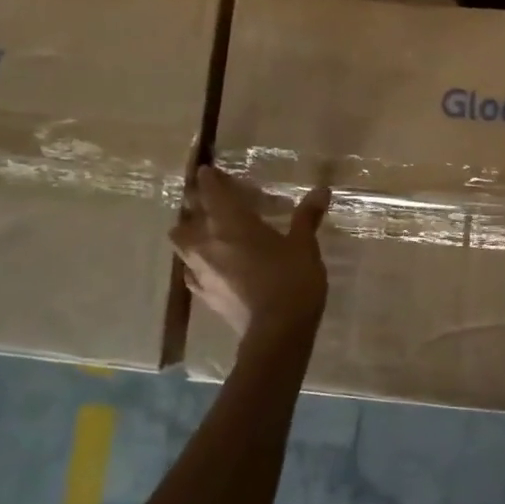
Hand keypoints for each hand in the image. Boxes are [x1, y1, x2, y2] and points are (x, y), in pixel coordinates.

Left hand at [171, 165, 330, 338]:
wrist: (276, 333)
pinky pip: (190, 271)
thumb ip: (307, 217)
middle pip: (186, 218)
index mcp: (231, 223)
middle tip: (209, 202)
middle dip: (194, 207)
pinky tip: (211, 266)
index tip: (207, 170)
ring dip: (190, 234)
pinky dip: (196, 263)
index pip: (211, 192)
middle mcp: (207, 243)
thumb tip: (322, 190)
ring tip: (206, 233)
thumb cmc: (292, 280)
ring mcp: (200, 271)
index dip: (209, 179)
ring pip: (182, 245)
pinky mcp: (203, 295)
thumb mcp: (304, 246)